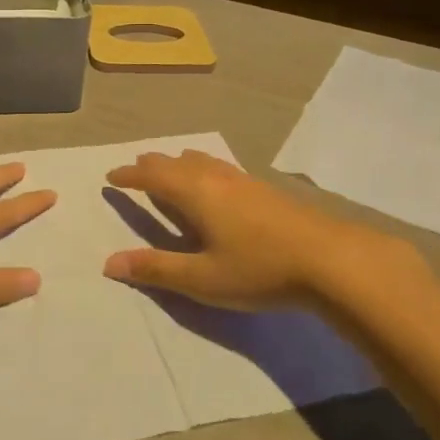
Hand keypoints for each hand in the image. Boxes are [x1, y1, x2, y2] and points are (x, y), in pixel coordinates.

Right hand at [104, 149, 393, 310]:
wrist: (330, 259)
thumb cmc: (258, 269)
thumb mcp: (201, 278)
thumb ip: (156, 269)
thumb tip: (109, 263)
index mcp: (195, 193)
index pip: (153, 176)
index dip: (130, 175)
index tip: (111, 176)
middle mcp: (216, 178)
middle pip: (177, 162)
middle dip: (153, 165)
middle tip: (137, 169)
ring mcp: (245, 180)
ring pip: (203, 161)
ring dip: (180, 164)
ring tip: (173, 169)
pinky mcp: (267, 189)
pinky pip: (222, 168)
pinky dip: (205, 169)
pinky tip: (218, 185)